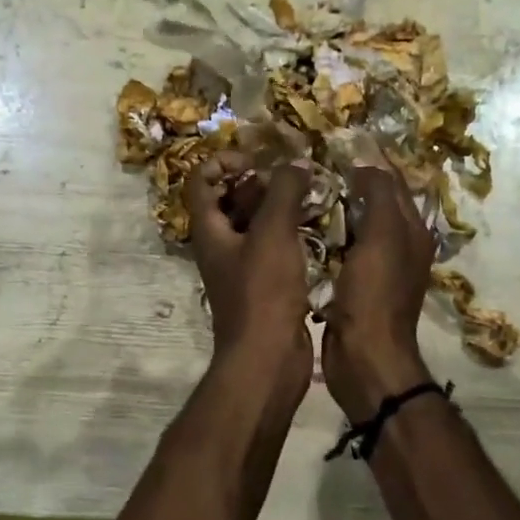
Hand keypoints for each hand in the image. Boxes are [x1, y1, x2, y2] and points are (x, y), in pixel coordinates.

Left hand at [184, 152, 313, 399]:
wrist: (268, 358)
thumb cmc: (263, 291)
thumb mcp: (273, 233)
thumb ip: (284, 192)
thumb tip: (296, 163)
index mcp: (209, 229)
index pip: (201, 180)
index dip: (224, 162)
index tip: (257, 162)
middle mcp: (220, 244)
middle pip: (230, 199)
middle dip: (260, 182)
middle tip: (294, 178)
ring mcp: (241, 266)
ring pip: (255, 223)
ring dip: (279, 207)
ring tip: (313, 196)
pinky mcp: (263, 284)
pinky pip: (273, 247)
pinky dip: (291, 233)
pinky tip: (319, 228)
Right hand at [323, 161, 435, 418]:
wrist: (364, 358)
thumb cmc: (374, 296)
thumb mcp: (380, 239)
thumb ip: (377, 198)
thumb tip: (367, 164)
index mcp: (411, 230)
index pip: (394, 181)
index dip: (372, 159)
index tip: (339, 139)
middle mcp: (397, 244)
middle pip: (373, 200)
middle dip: (348, 179)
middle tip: (312, 159)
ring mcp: (374, 265)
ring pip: (352, 223)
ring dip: (332, 205)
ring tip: (301, 185)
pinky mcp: (351, 283)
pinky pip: (337, 247)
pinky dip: (323, 232)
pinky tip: (299, 223)